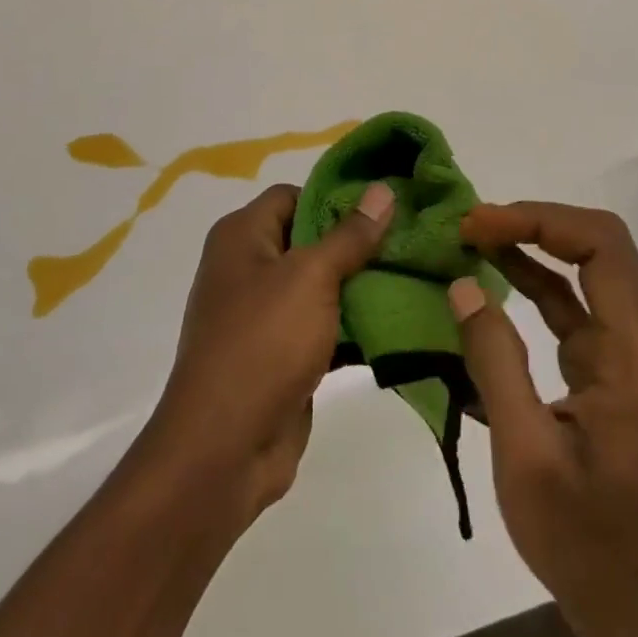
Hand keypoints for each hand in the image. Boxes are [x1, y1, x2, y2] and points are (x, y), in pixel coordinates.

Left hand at [143, 180, 393, 522]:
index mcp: (242, 235)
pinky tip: (394, 322)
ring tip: (412, 277)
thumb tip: (381, 189)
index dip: (336, 198)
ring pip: (319, 285)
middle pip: (309, 239)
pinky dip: (350, 324)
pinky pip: (320, 325)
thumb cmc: (264, 342)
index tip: (385, 207)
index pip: (294, 195)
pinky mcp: (279, 353)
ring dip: (359, 285)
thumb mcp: (311, 277)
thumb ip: (349, 234)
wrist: (225, 447)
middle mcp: (247, 266)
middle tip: (408, 242)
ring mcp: (261, 313)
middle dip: (356, 243)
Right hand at [450, 202, 637, 636]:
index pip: (604, 249)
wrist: (633, 606)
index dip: (540, 221)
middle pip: (600, 248)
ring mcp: (632, 354)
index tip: (479, 226)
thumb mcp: (525, 455)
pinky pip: (575, 305)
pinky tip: (493, 274)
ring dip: (531, 246)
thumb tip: (463, 284)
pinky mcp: (613, 367)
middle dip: (533, 224)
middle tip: (469, 227)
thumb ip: (495, 362)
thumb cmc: (582, 539)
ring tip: (471, 238)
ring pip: (587, 269)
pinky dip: (534, 282)